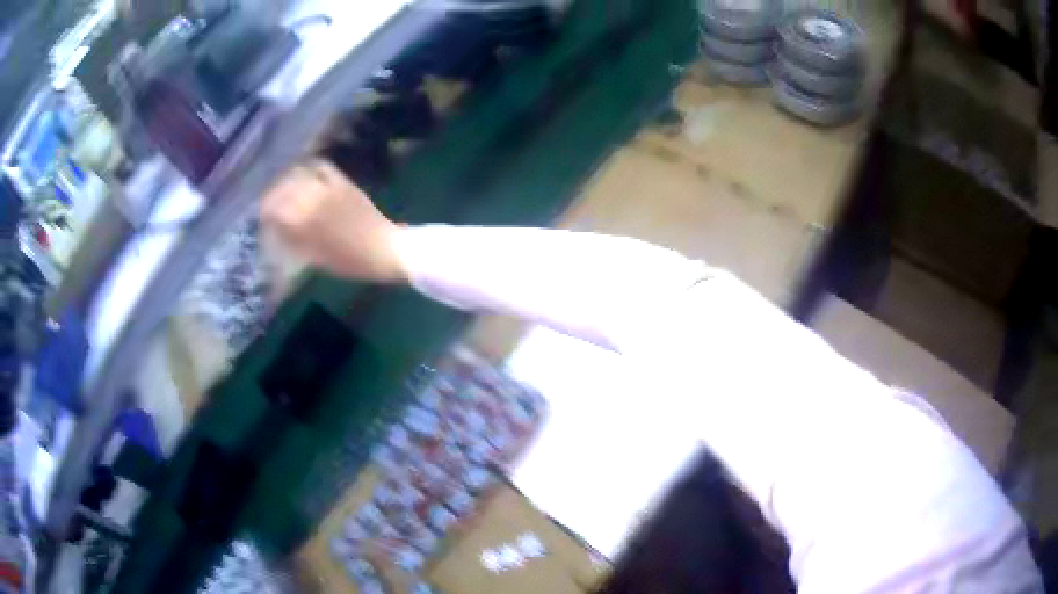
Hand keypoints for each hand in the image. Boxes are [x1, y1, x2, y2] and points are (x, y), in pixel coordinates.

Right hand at [260, 160, 405, 281]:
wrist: (382, 249)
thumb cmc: (349, 262)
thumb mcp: (315, 258)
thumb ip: (293, 240)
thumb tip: (277, 228)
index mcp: (301, 223)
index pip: (272, 209)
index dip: (264, 211)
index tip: (262, 216)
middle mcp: (310, 200)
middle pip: (281, 188)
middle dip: (272, 194)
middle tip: (271, 201)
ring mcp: (327, 187)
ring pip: (298, 173)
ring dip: (288, 178)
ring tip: (285, 186)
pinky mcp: (342, 181)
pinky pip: (321, 167)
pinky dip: (310, 167)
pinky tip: (307, 174)